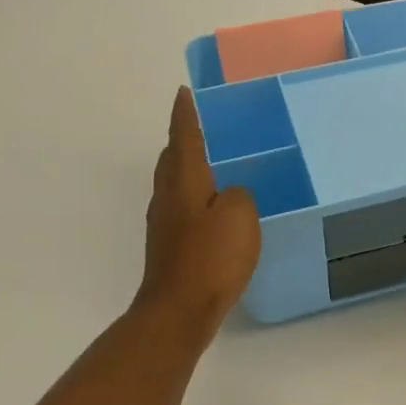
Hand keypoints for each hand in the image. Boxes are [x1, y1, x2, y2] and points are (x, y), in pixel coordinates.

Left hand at [133, 87, 260, 342]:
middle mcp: (168, 197)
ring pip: (174, 184)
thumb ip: (238, 194)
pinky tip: (215, 208)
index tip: (184, 92)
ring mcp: (165, 224)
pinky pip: (182, 207)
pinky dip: (195, 196)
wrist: (178, 311)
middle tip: (205, 127)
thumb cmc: (211, 258)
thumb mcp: (239, 216)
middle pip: (172, 159)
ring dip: (189, 168)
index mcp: (184, 182)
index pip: (184, 137)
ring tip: (215, 163)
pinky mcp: (170, 247)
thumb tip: (230, 194)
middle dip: (184, 140)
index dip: (186, 114)